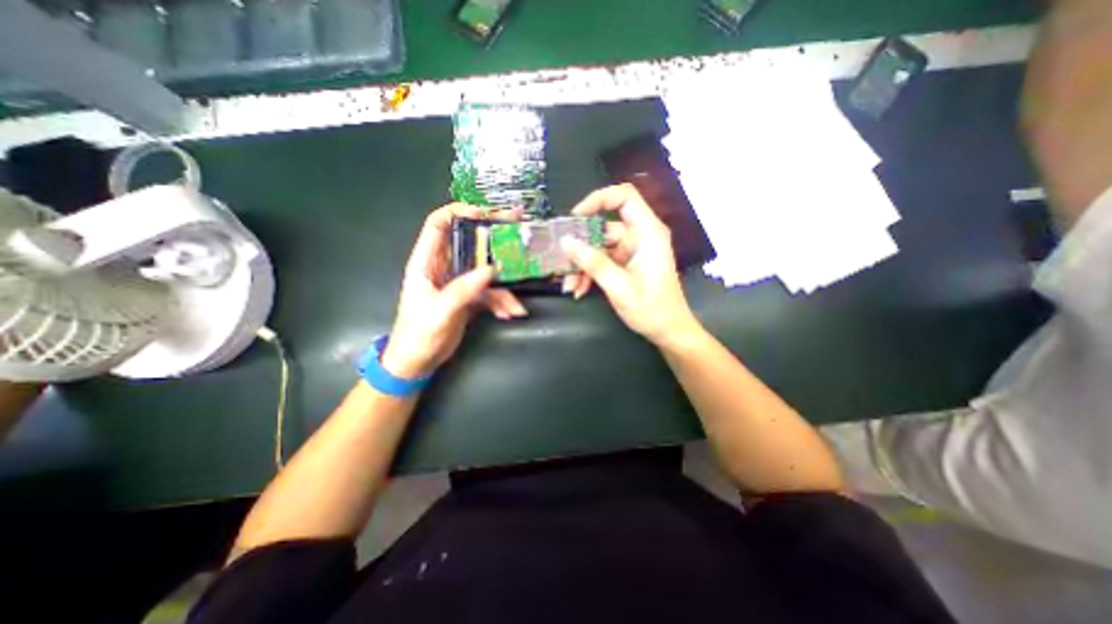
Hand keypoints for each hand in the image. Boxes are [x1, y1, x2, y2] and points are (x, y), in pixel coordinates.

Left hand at [380, 203, 526, 374]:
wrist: (418, 362)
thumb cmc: (418, 335)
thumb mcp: (439, 312)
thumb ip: (463, 290)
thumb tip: (491, 269)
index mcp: (426, 262)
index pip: (438, 225)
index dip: (459, 212)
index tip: (485, 213)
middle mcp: (444, 267)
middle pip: (470, 243)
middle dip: (494, 238)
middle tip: (519, 227)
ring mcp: (459, 282)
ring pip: (486, 271)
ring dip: (504, 286)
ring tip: (516, 305)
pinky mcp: (469, 297)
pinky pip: (490, 293)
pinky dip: (502, 303)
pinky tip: (510, 314)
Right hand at [561, 182, 697, 348]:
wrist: (669, 332)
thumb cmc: (652, 309)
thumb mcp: (619, 286)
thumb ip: (592, 262)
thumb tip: (566, 241)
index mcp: (647, 233)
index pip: (625, 197)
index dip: (598, 200)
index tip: (575, 218)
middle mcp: (640, 237)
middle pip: (604, 227)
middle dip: (581, 246)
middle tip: (561, 260)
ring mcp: (632, 251)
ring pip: (599, 247)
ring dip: (582, 265)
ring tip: (569, 285)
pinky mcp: (626, 265)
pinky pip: (602, 261)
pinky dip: (589, 273)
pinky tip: (578, 289)